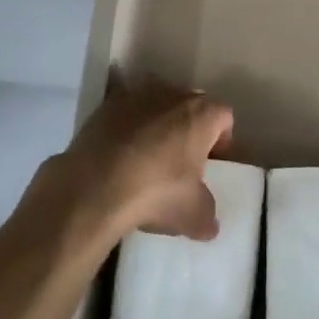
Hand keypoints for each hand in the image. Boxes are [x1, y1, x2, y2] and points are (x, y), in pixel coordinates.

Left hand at [40, 76, 233, 244]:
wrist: (94, 186)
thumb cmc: (156, 192)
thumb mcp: (193, 214)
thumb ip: (207, 214)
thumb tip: (209, 224)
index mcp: (202, 114)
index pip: (224, 117)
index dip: (221, 139)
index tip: (210, 163)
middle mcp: (173, 94)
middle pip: (190, 105)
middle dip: (190, 127)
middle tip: (182, 158)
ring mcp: (137, 95)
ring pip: (157, 103)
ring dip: (158, 121)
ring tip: (148, 153)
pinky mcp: (106, 105)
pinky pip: (125, 111)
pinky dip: (127, 125)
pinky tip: (119, 151)